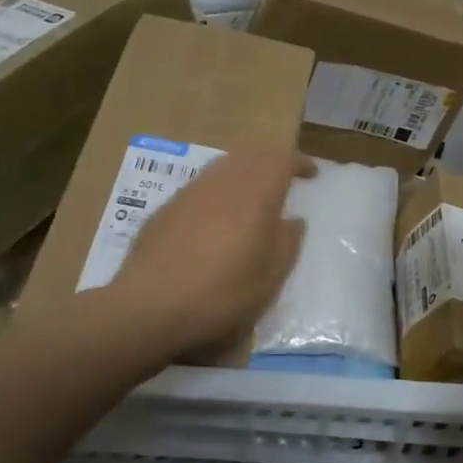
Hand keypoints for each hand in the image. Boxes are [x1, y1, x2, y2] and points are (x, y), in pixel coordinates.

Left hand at [110, 151, 315, 355]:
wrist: (150, 306)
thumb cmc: (223, 292)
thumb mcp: (272, 276)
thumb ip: (288, 242)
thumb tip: (293, 221)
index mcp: (256, 192)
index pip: (282, 161)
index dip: (299, 163)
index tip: (312, 172)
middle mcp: (223, 181)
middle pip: (251, 156)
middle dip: (270, 162)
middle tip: (284, 179)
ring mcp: (190, 192)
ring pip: (223, 168)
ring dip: (242, 174)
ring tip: (252, 196)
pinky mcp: (166, 209)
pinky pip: (201, 188)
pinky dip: (217, 192)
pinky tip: (215, 219)